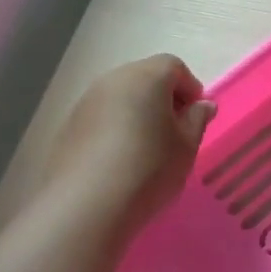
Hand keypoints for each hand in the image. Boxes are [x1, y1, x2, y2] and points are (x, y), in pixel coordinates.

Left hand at [46, 56, 215, 232]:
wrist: (87, 205)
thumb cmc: (149, 168)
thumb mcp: (187, 146)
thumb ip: (197, 119)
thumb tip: (202, 105)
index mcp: (146, 77)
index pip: (173, 66)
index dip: (190, 88)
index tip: (196, 116)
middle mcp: (113, 80)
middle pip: (145, 77)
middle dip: (164, 98)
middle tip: (175, 131)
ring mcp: (86, 102)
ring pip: (121, 96)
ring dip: (138, 112)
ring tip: (148, 147)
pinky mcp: (68, 126)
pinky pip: (101, 116)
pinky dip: (116, 127)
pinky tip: (121, 158)